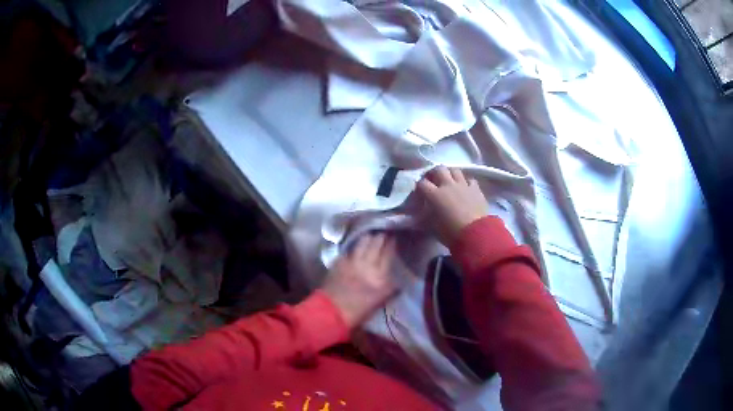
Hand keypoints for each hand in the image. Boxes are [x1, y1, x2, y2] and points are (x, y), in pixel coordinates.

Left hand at [323, 234, 397, 328]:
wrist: (331, 312)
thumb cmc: (358, 311)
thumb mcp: (378, 301)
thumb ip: (388, 289)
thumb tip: (397, 282)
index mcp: (379, 276)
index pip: (388, 254)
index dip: (391, 244)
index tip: (393, 238)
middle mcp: (367, 264)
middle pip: (376, 244)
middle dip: (381, 237)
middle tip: (383, 233)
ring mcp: (352, 261)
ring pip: (362, 243)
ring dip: (367, 238)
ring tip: (370, 235)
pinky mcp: (339, 262)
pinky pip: (349, 250)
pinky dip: (354, 247)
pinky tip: (355, 247)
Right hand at [417, 166, 487, 246]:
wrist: (475, 234)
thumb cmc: (451, 233)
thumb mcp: (433, 226)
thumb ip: (427, 215)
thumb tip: (425, 210)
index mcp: (434, 195)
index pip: (422, 183)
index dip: (419, 186)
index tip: (420, 191)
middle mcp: (448, 185)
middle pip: (439, 169)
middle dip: (434, 173)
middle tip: (434, 179)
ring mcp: (463, 185)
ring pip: (455, 170)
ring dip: (450, 173)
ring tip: (450, 180)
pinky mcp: (476, 189)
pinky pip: (470, 180)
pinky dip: (466, 182)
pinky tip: (465, 187)